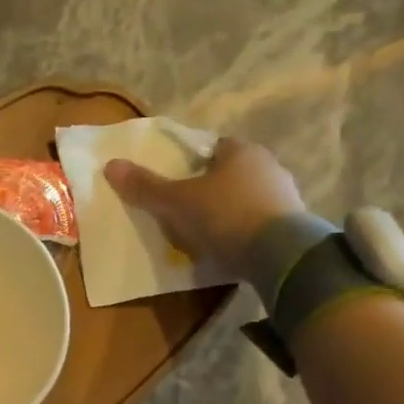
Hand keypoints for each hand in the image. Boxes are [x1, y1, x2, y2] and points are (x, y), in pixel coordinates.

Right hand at [104, 137, 306, 281]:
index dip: (189, 164)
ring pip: (244, 199)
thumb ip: (145, 186)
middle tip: (181, 212)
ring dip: (225, 213)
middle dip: (206, 190)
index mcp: (241, 151)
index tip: (173, 184)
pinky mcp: (293, 226)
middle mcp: (268, 166)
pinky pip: (258, 223)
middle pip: (227, 174)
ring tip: (201, 235)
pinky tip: (226, 249)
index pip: (211, 148)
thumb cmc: (224, 215)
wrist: (280, 255)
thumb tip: (111, 165)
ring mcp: (285, 196)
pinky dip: (241, 232)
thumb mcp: (176, 202)